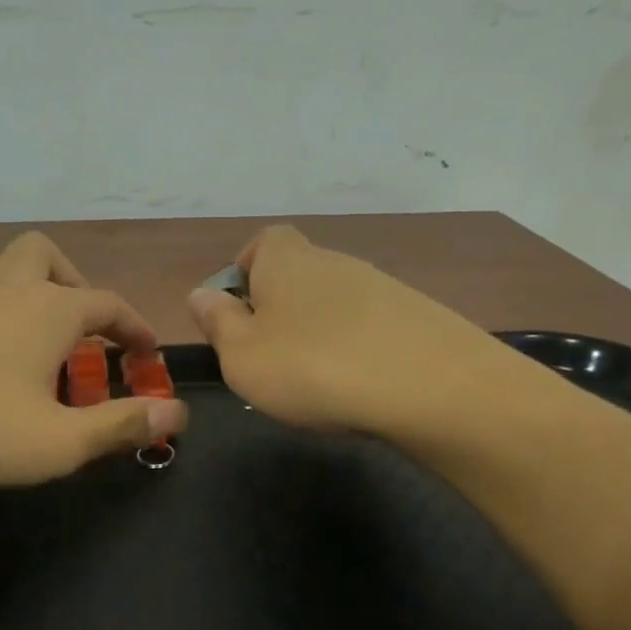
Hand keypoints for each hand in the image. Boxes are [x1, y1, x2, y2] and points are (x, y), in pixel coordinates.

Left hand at [0, 231, 187, 496]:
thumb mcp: (60, 443)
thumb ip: (122, 425)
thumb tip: (179, 415)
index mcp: (47, 312)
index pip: (108, 304)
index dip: (135, 326)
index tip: (148, 353)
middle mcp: (3, 292)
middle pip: (42, 253)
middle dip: (71, 280)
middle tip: (80, 325)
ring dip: (14, 277)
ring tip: (25, 318)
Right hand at [186, 224, 500, 438]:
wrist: (429, 386)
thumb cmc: (311, 367)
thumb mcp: (242, 355)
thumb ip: (217, 323)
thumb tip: (201, 295)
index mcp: (286, 261)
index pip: (263, 242)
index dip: (246, 270)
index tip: (238, 311)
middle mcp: (334, 262)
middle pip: (298, 275)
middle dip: (279, 310)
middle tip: (270, 359)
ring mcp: (381, 287)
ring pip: (334, 304)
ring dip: (318, 333)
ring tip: (315, 382)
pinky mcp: (416, 317)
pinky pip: (370, 328)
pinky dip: (356, 350)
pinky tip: (357, 387)